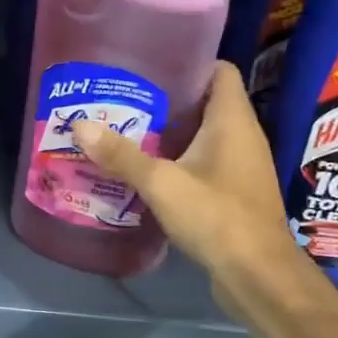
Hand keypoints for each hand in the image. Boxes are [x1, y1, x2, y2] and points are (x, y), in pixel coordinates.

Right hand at [71, 61, 299, 319]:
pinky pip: (205, 162)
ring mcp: (241, 166)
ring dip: (171, 133)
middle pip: (206, 102)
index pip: (219, 71)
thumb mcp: (162, 183)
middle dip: (168, 100)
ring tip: (128, 130)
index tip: (150, 65)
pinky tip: (148, 170)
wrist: (257, 275)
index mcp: (233, 121)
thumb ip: (121, 155)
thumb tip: (79, 126)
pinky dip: (179, 160)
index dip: (189, 62)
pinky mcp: (235, 192)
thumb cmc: (216, 217)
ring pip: (204, 135)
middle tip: (125, 99)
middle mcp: (242, 136)